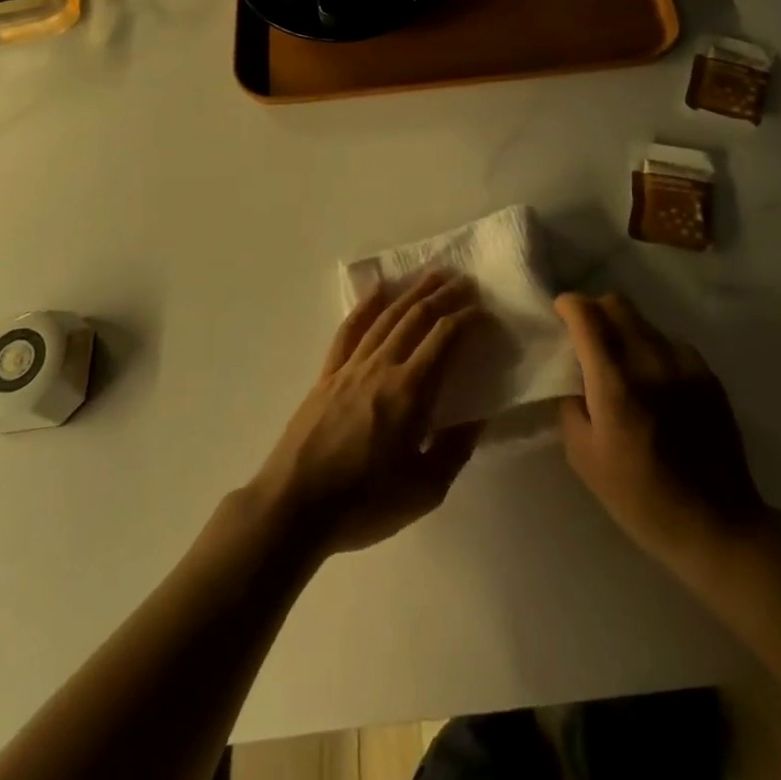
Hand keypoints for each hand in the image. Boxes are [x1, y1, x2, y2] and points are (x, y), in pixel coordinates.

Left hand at [250, 271, 483, 559]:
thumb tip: (479, 416)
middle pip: (416, 317)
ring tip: (431, 275)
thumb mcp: (425, 491)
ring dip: (412, 292)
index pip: (445, 339)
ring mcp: (351, 366)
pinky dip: (365, 305)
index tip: (485, 310)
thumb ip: (455, 449)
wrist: (295, 506)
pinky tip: (377, 289)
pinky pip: (349, 330)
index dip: (467, 319)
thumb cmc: (364, 503)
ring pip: (386, 316)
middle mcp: (382, 366)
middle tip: (465, 280)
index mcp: (410, 392)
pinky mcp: (327, 373)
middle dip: (443, 295)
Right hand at [556, 292, 764, 564]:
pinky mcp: (707, 374)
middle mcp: (650, 361)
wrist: (716, 525)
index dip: (568, 305)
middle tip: (586, 338)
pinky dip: (653, 349)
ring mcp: (684, 364)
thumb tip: (574, 378)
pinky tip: (654, 382)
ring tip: (622, 365)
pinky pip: (670, 342)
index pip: (587, 315)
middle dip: (595, 311)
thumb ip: (571, 405)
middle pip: (617, 304)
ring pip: (644, 321)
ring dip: (624, 330)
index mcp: (615, 383)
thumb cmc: (640, 497)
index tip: (560, 314)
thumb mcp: (584, 457)